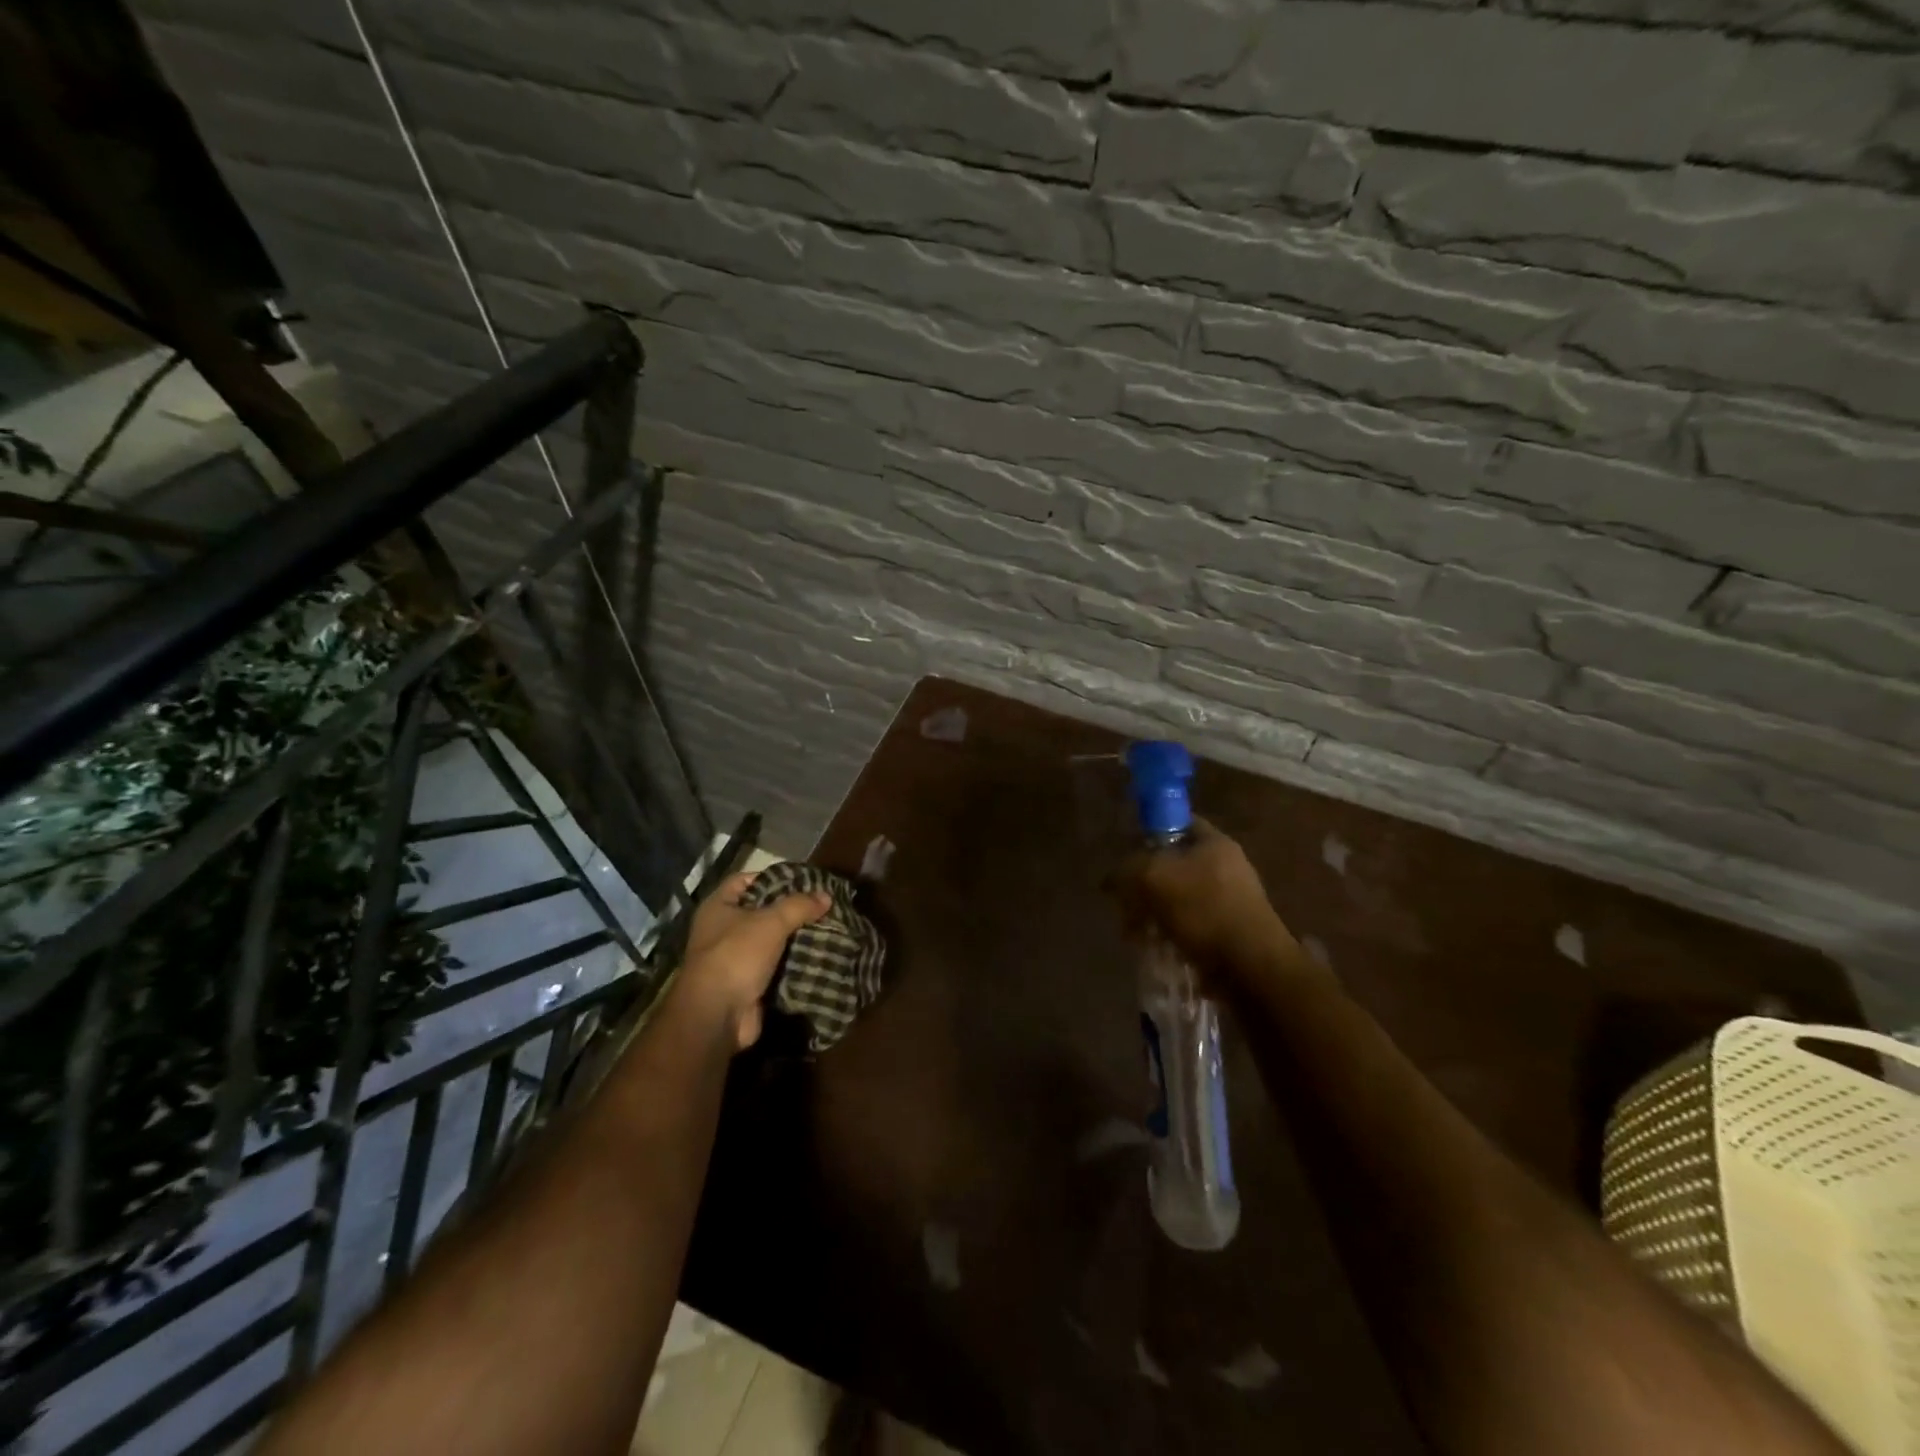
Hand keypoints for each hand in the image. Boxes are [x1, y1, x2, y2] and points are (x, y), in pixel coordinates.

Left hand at [675, 870, 831, 1049]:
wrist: (718, 1015)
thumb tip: (826, 895)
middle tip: (822, 905)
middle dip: (791, 910)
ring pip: (772, 940)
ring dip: (796, 937)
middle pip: (762, 911)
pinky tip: (820, 955)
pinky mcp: (749, 983)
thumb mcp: (771, 922)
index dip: (772, 877)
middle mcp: (722, 930)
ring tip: (828, 928)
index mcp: (718, 907)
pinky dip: (794, 962)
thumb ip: (799, 905)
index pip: (745, 880)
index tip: (802, 881)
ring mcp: (735, 958)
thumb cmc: (737, 955)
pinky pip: (776, 966)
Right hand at [1115, 820, 1309, 994]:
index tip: (1126, 853)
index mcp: (1214, 843)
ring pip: (1177, 897)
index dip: (1149, 833)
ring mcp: (1230, 900)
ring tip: (1134, 933)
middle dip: (1144, 883)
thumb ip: (1126, 868)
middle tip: (1124, 902)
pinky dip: (1170, 933)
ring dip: (1152, 912)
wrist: (1251, 967)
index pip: (1177, 822)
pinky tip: (1155, 947)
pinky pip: (1189, 924)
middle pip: (1172, 864)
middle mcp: (1226, 866)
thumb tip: (1112, 878)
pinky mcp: (1229, 931)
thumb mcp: (1153, 877)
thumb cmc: (1204, 910)